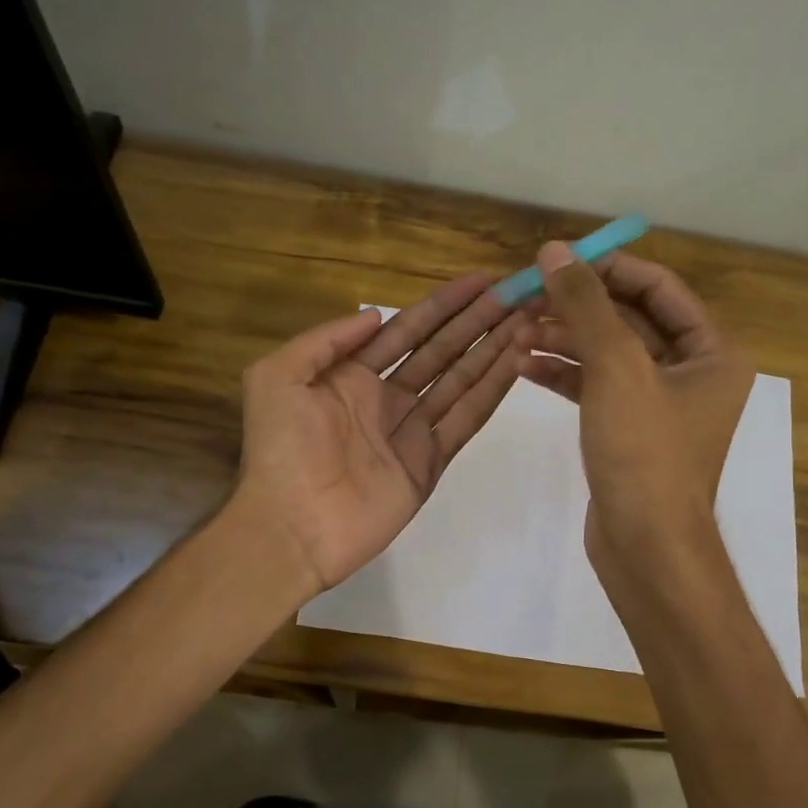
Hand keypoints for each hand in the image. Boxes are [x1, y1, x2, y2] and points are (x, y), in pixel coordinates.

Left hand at [234, 274, 530, 594]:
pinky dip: (491, 391)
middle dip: (479, 321)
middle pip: (442, 350)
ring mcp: (411, 431)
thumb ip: (326, 340)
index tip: (482, 280)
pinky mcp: (430, 462)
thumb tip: (377, 315)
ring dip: (494, 349)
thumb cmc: (280, 449)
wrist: (291, 526)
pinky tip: (517, 362)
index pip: (408, 329)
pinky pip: (466, 419)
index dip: (444, 304)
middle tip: (519, 294)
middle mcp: (387, 398)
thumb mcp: (278, 377)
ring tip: (529, 319)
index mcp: (352, 376)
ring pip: (461, 380)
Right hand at [524, 244, 752, 566]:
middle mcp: (692, 372)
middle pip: (629, 319)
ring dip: (563, 340)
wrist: (645, 545)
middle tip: (524, 297)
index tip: (557, 260)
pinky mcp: (629, 430)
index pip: (657, 288)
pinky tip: (524, 366)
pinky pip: (597, 387)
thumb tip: (555, 250)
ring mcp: (659, 403)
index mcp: (712, 351)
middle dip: (576, 308)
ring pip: (607, 354)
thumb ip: (585, 305)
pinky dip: (564, 375)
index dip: (607, 268)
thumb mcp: (616, 368)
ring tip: (515, 334)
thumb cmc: (644, 452)